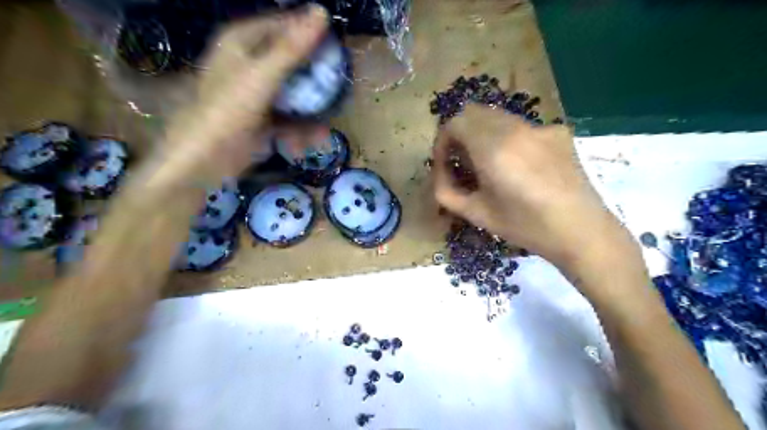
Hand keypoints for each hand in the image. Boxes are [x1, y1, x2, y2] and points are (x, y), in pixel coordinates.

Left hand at [158, 5, 329, 184]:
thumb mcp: (263, 75)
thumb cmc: (229, 109)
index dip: (309, 32)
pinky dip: (303, 127)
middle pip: (291, 59)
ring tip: (330, 116)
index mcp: (243, 42)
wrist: (207, 158)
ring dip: (312, 105)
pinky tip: (316, 136)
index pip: (283, 25)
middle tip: (338, 81)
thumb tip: (321, 11)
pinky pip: (290, 116)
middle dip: (315, 73)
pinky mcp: (264, 117)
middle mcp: (250, 63)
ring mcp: (258, 92)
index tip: (336, 46)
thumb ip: (292, 47)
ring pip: (294, 90)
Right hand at [430, 105, 635, 270]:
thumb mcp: (476, 214)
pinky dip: (507, 138)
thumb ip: (446, 191)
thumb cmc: (525, 227)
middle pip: (474, 113)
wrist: (581, 231)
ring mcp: (539, 127)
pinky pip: (521, 126)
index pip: (455, 123)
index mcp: (493, 148)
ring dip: (483, 133)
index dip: (442, 141)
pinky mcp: (557, 132)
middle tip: (462, 162)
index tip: (445, 163)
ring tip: (488, 164)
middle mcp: (515, 128)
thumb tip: (440, 173)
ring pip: (497, 117)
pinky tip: (519, 165)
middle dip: (460, 134)